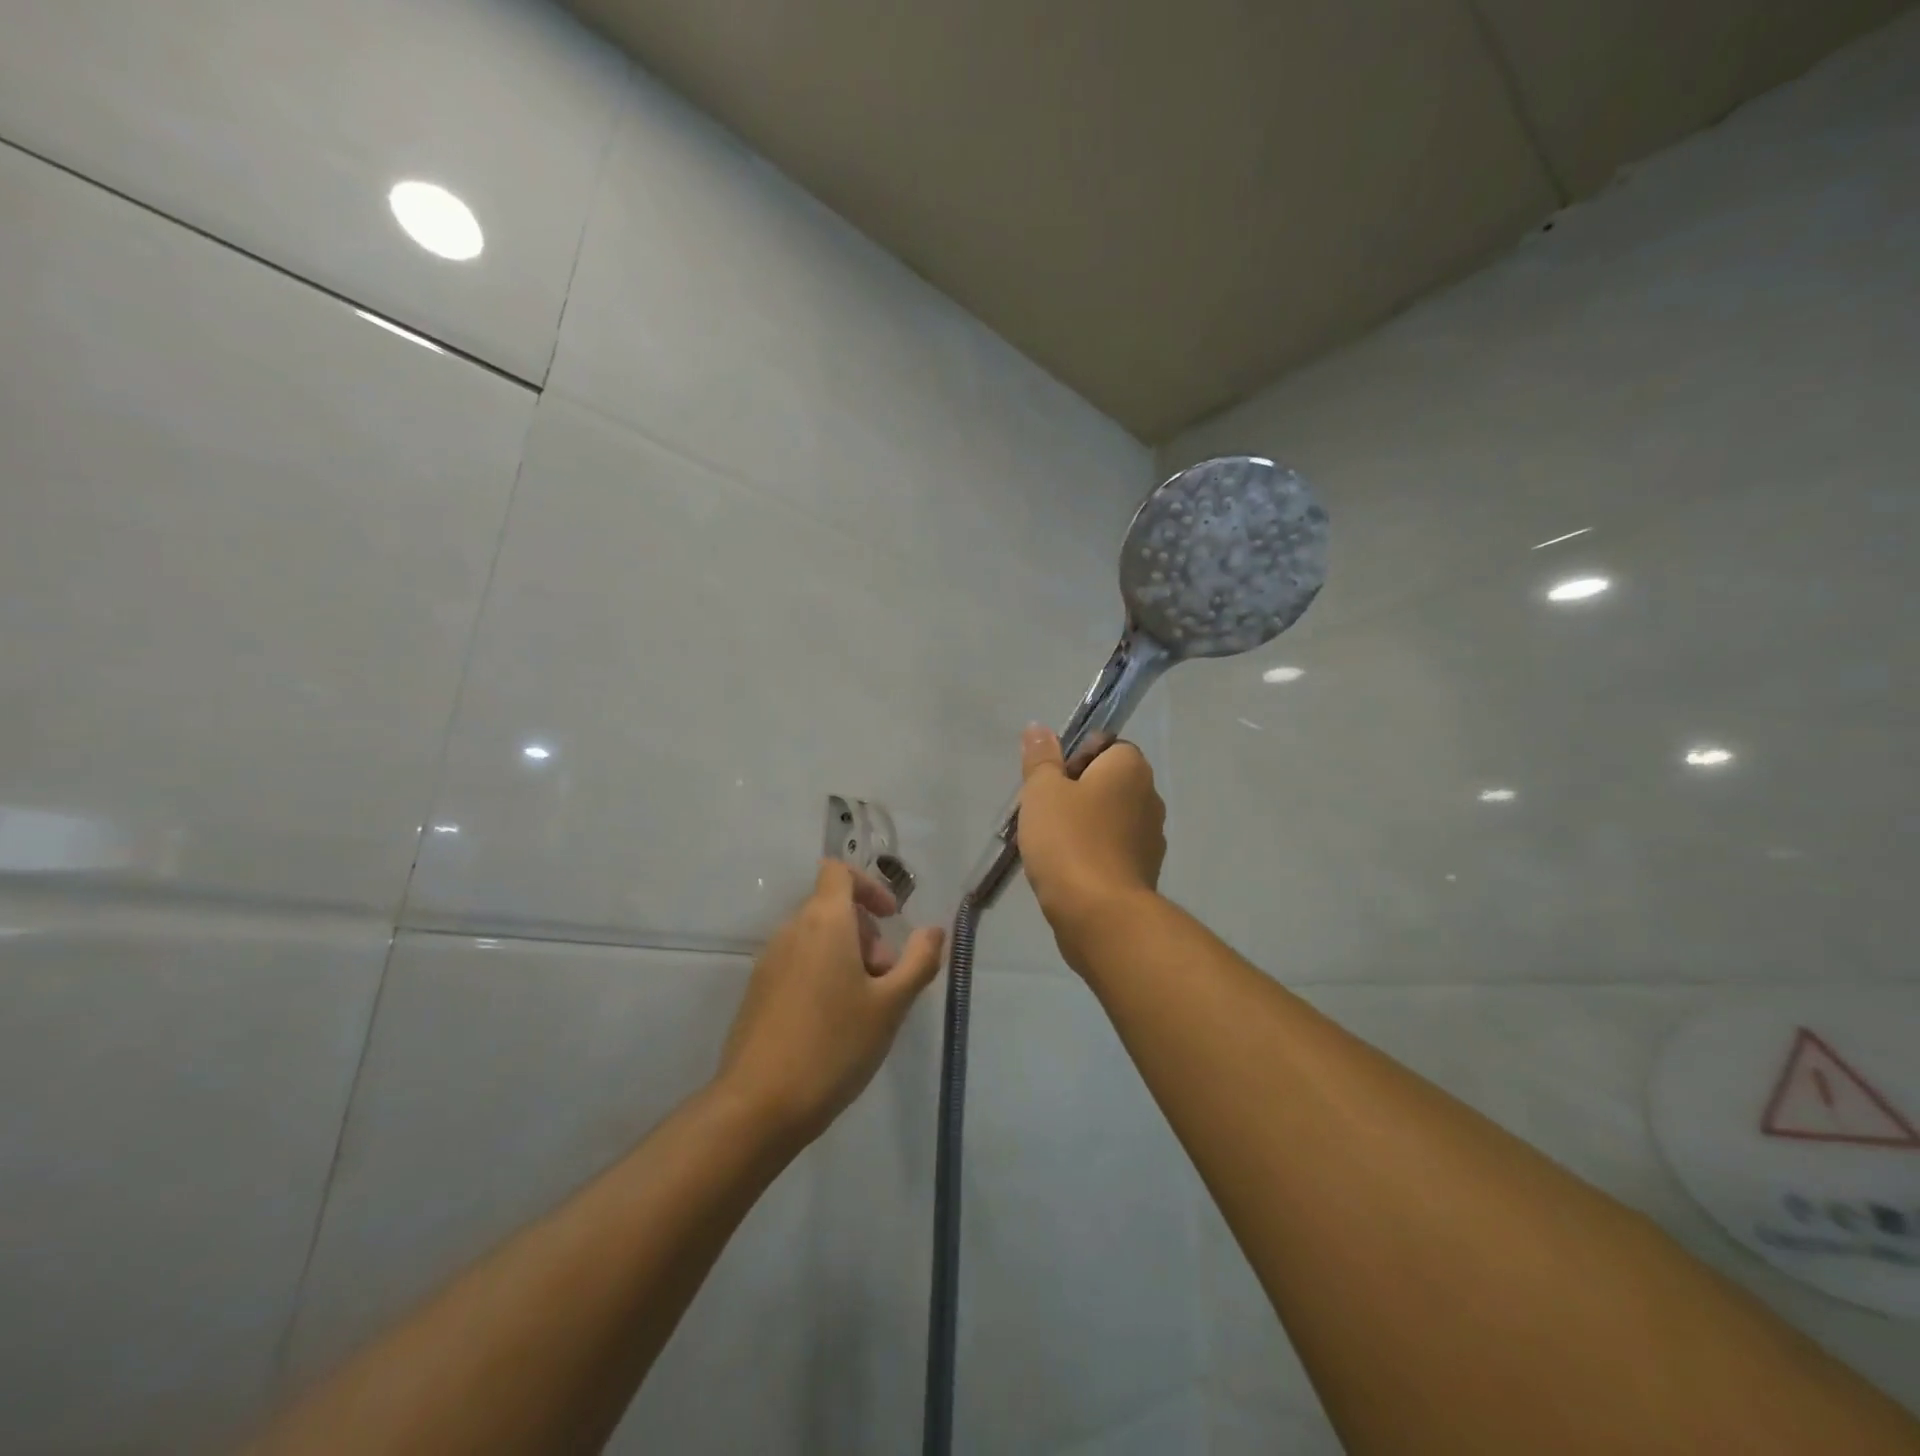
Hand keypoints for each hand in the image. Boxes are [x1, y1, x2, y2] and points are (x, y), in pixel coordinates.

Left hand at [718, 861, 943, 1148]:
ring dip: (847, 957)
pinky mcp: (757, 992)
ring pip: (816, 938)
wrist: (759, 1106)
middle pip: (832, 908)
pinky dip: (823, 974)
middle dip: (867, 933)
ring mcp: (769, 962)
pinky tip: (835, 1024)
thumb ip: (919, 961)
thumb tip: (934, 930)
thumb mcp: (890, 1005)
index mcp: (823, 921)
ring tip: (866, 1007)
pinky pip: (798, 964)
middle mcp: (791, 931)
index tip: (892, 919)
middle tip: (886, 978)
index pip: (838, 871)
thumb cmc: (834, 1046)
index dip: (869, 885)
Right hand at [1017, 724, 1165, 937]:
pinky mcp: (1145, 872)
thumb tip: (1039, 727)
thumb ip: (1041, 758)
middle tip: (1043, 813)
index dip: (1074, 758)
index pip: (1105, 745)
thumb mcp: (1042, 791)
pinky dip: (1093, 854)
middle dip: (1076, 793)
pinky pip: (1113, 850)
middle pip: (1107, 782)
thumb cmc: (1069, 841)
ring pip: (1110, 818)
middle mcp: (1150, 796)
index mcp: (1130, 767)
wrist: (1101, 915)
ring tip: (1050, 845)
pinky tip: (1068, 870)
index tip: (1050, 782)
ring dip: (1084, 826)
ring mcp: (1152, 837)